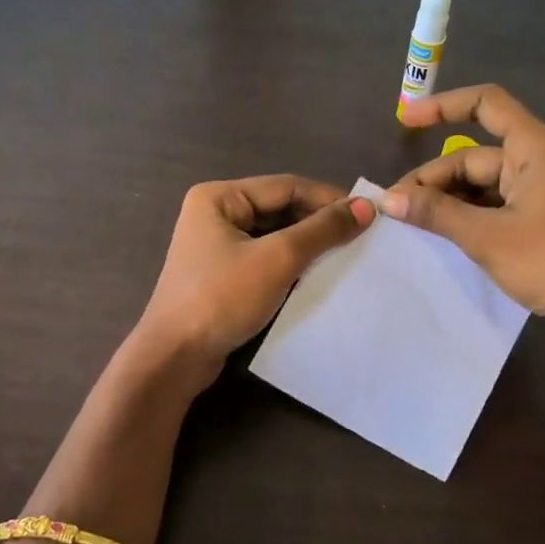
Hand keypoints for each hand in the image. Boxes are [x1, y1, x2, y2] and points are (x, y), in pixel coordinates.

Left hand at [135, 175, 372, 382]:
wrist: (175, 357)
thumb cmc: (222, 298)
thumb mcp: (278, 259)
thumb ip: (322, 230)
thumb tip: (366, 207)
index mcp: (219, 197)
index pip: (286, 187)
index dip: (329, 199)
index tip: (369, 216)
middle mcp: (215, 215)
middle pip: (279, 210)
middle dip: (319, 223)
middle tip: (362, 237)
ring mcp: (216, 248)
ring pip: (274, 237)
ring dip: (308, 246)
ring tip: (347, 256)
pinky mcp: (221, 278)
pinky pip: (264, 261)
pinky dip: (291, 266)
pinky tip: (318, 278)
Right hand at [387, 85, 544, 330]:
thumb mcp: (486, 236)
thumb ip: (436, 213)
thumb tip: (388, 199)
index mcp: (534, 148)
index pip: (485, 105)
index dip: (442, 107)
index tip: (405, 122)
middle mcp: (538, 161)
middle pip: (475, 156)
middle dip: (434, 178)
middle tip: (397, 208)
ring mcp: (541, 192)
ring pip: (481, 185)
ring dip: (447, 200)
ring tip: (412, 223)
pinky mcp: (541, 220)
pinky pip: (494, 206)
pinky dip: (467, 215)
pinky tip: (442, 234)